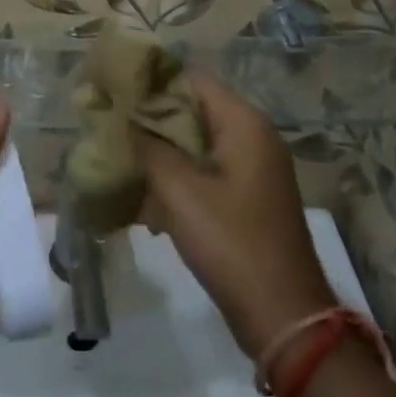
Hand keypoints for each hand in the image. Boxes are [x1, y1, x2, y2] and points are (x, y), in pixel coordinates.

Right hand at [131, 74, 336, 359]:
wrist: (284, 317)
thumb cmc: (231, 242)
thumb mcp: (179, 191)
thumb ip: (147, 147)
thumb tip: (122, 118)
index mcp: (244, 123)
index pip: (192, 79)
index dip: (152, 83)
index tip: (115, 93)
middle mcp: (253, 137)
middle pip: (193, 110)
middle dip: (151, 119)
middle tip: (111, 128)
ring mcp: (253, 170)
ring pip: (197, 143)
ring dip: (161, 151)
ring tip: (121, 161)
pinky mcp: (248, 199)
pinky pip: (206, 171)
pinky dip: (178, 177)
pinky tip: (146, 198)